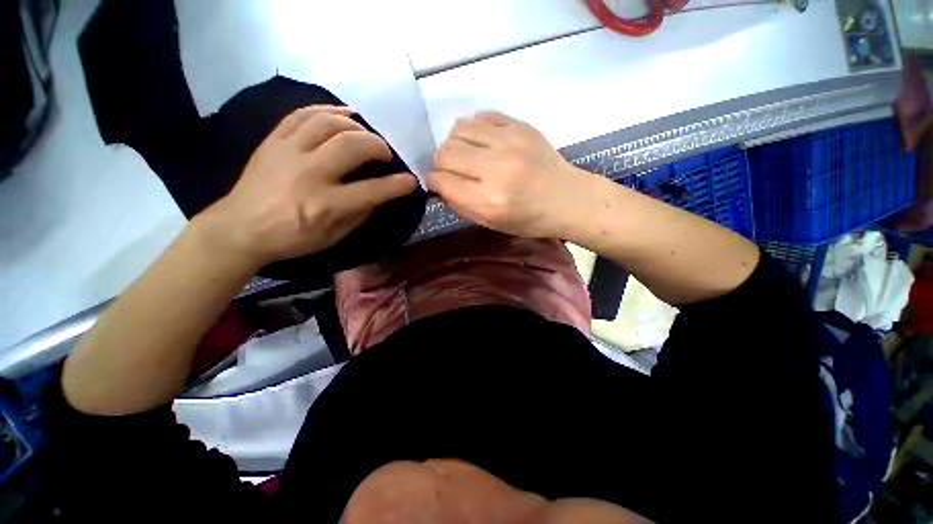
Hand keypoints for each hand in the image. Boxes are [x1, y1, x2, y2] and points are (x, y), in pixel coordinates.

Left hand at [194, 105, 417, 267]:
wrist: (239, 228)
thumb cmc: (291, 239)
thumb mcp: (333, 237)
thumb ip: (359, 214)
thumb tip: (378, 195)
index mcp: (325, 205)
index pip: (372, 190)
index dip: (397, 185)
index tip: (410, 181)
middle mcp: (309, 174)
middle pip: (352, 146)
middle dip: (378, 146)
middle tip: (385, 155)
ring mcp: (288, 152)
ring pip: (328, 123)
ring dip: (356, 126)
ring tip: (366, 135)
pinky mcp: (273, 141)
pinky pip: (301, 114)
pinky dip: (326, 109)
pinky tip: (343, 113)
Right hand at [427, 111, 587, 237]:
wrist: (568, 199)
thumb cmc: (530, 220)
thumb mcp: (491, 224)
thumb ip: (461, 205)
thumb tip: (439, 186)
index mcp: (488, 200)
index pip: (442, 181)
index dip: (434, 182)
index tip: (439, 184)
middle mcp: (495, 168)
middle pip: (445, 152)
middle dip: (441, 163)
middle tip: (452, 171)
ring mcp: (509, 142)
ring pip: (458, 129)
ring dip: (455, 143)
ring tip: (466, 155)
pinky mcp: (520, 126)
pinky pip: (480, 116)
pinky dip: (473, 129)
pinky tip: (482, 142)